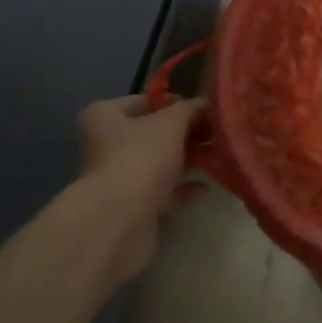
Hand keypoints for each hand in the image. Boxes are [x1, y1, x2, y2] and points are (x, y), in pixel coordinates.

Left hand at [74, 94, 205, 283]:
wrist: (119, 221)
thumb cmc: (141, 158)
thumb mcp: (171, 124)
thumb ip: (190, 110)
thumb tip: (205, 103)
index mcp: (104, 117)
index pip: (144, 100)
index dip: (176, 102)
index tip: (204, 108)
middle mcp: (104, 145)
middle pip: (152, 133)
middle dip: (186, 134)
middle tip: (217, 132)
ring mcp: (115, 178)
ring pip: (157, 163)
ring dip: (186, 160)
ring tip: (217, 157)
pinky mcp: (128, 207)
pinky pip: (159, 191)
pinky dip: (181, 189)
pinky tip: (204, 189)